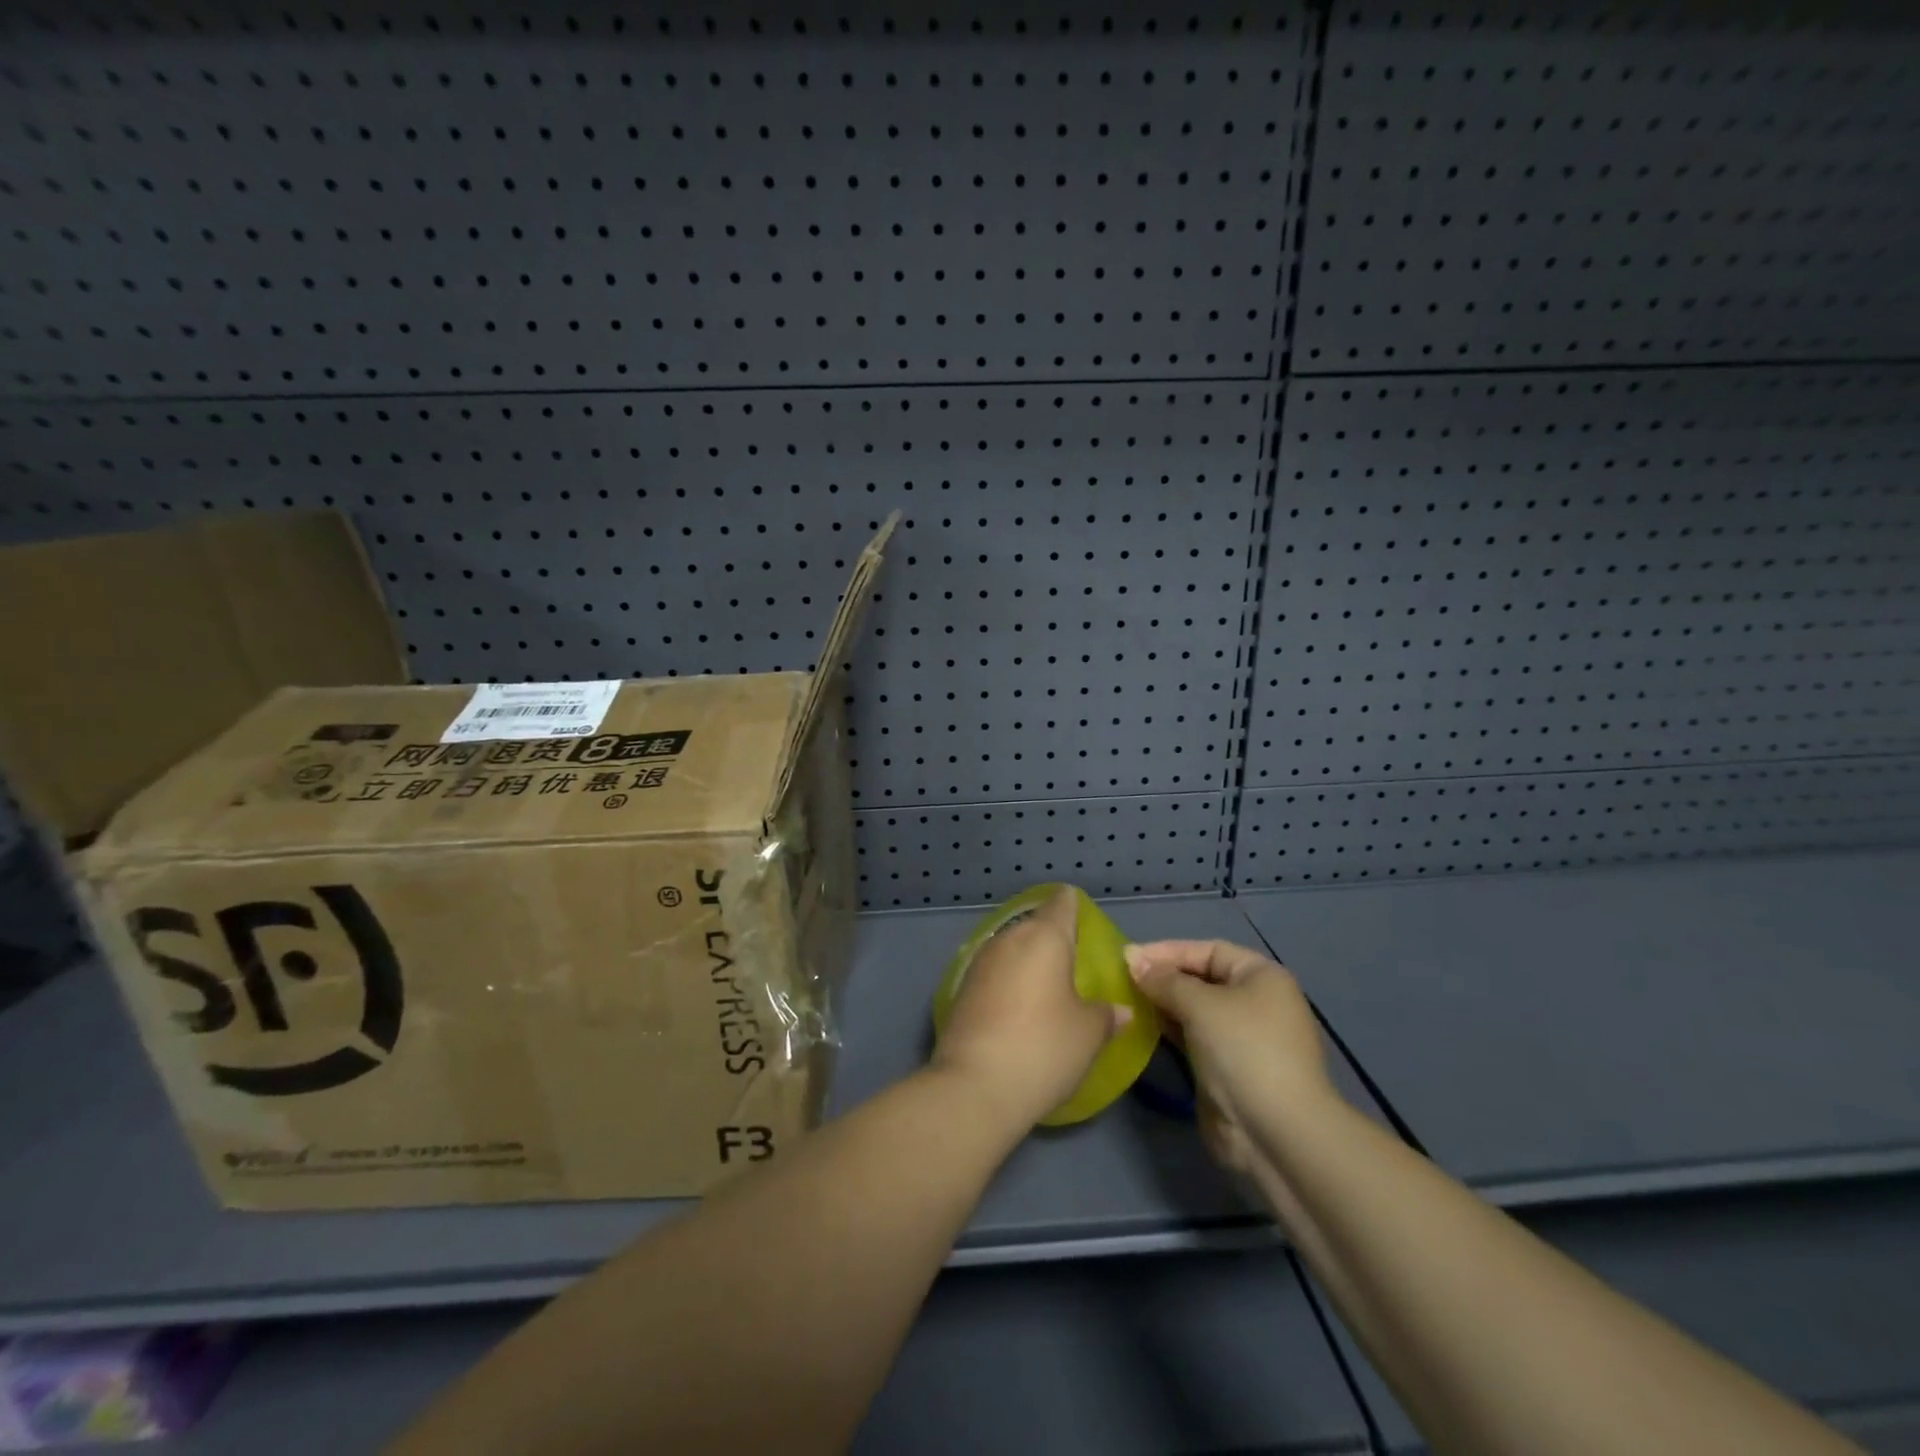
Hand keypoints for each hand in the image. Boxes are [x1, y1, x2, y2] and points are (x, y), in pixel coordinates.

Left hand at [931, 888, 1130, 1129]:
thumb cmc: (1043, 1048)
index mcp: (1044, 936)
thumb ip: (1106, 1014)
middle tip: (1073, 967)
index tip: (1085, 923)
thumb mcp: (1089, 1034)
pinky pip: (993, 974)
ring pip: (1011, 950)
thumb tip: (1118, 1010)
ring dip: (1027, 963)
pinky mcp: (960, 989)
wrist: (974, 1086)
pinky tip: (1018, 1010)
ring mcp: (979, 962)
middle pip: (1035, 926)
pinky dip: (1008, 984)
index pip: (1062, 902)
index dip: (1074, 907)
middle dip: (1053, 941)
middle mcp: (1009, 938)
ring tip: (1047, 991)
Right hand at [1124, 940, 1331, 1177]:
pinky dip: (1169, 1029)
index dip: (1169, 951)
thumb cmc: (1243, 1051)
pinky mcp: (1226, 1068)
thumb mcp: (1201, 1005)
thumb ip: (1164, 980)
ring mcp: (1241, 1037)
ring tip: (1126, 1001)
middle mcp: (1255, 1001)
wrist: (1275, 1133)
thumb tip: (1132, 958)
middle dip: (1163, 977)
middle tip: (1122, 979)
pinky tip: (1142, 1027)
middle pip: (1201, 978)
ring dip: (1162, 1004)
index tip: (1129, 957)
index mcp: (1261, 976)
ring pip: (1194, 1010)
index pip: (1208, 950)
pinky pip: (1192, 1037)